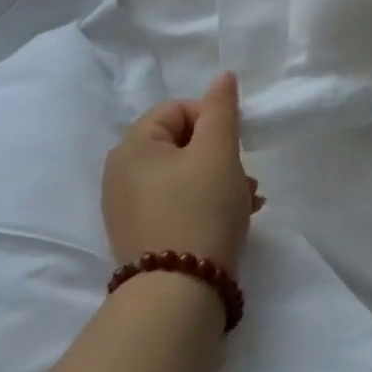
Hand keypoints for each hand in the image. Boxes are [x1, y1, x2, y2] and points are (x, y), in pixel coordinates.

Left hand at [102, 72, 261, 270]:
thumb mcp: (218, 152)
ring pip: (185, 175)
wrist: (178, 294)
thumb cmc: (200, 209)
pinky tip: (235, 218)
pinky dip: (207, 203)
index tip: (237, 145)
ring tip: (250, 200)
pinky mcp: (143, 235)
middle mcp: (121, 174)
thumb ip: (222, 110)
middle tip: (247, 176)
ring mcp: (129, 208)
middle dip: (221, 154)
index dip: (213, 119)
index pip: (178, 109)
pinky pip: (179, 203)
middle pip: (182, 143)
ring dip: (221, 179)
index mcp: (132, 146)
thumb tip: (223, 77)